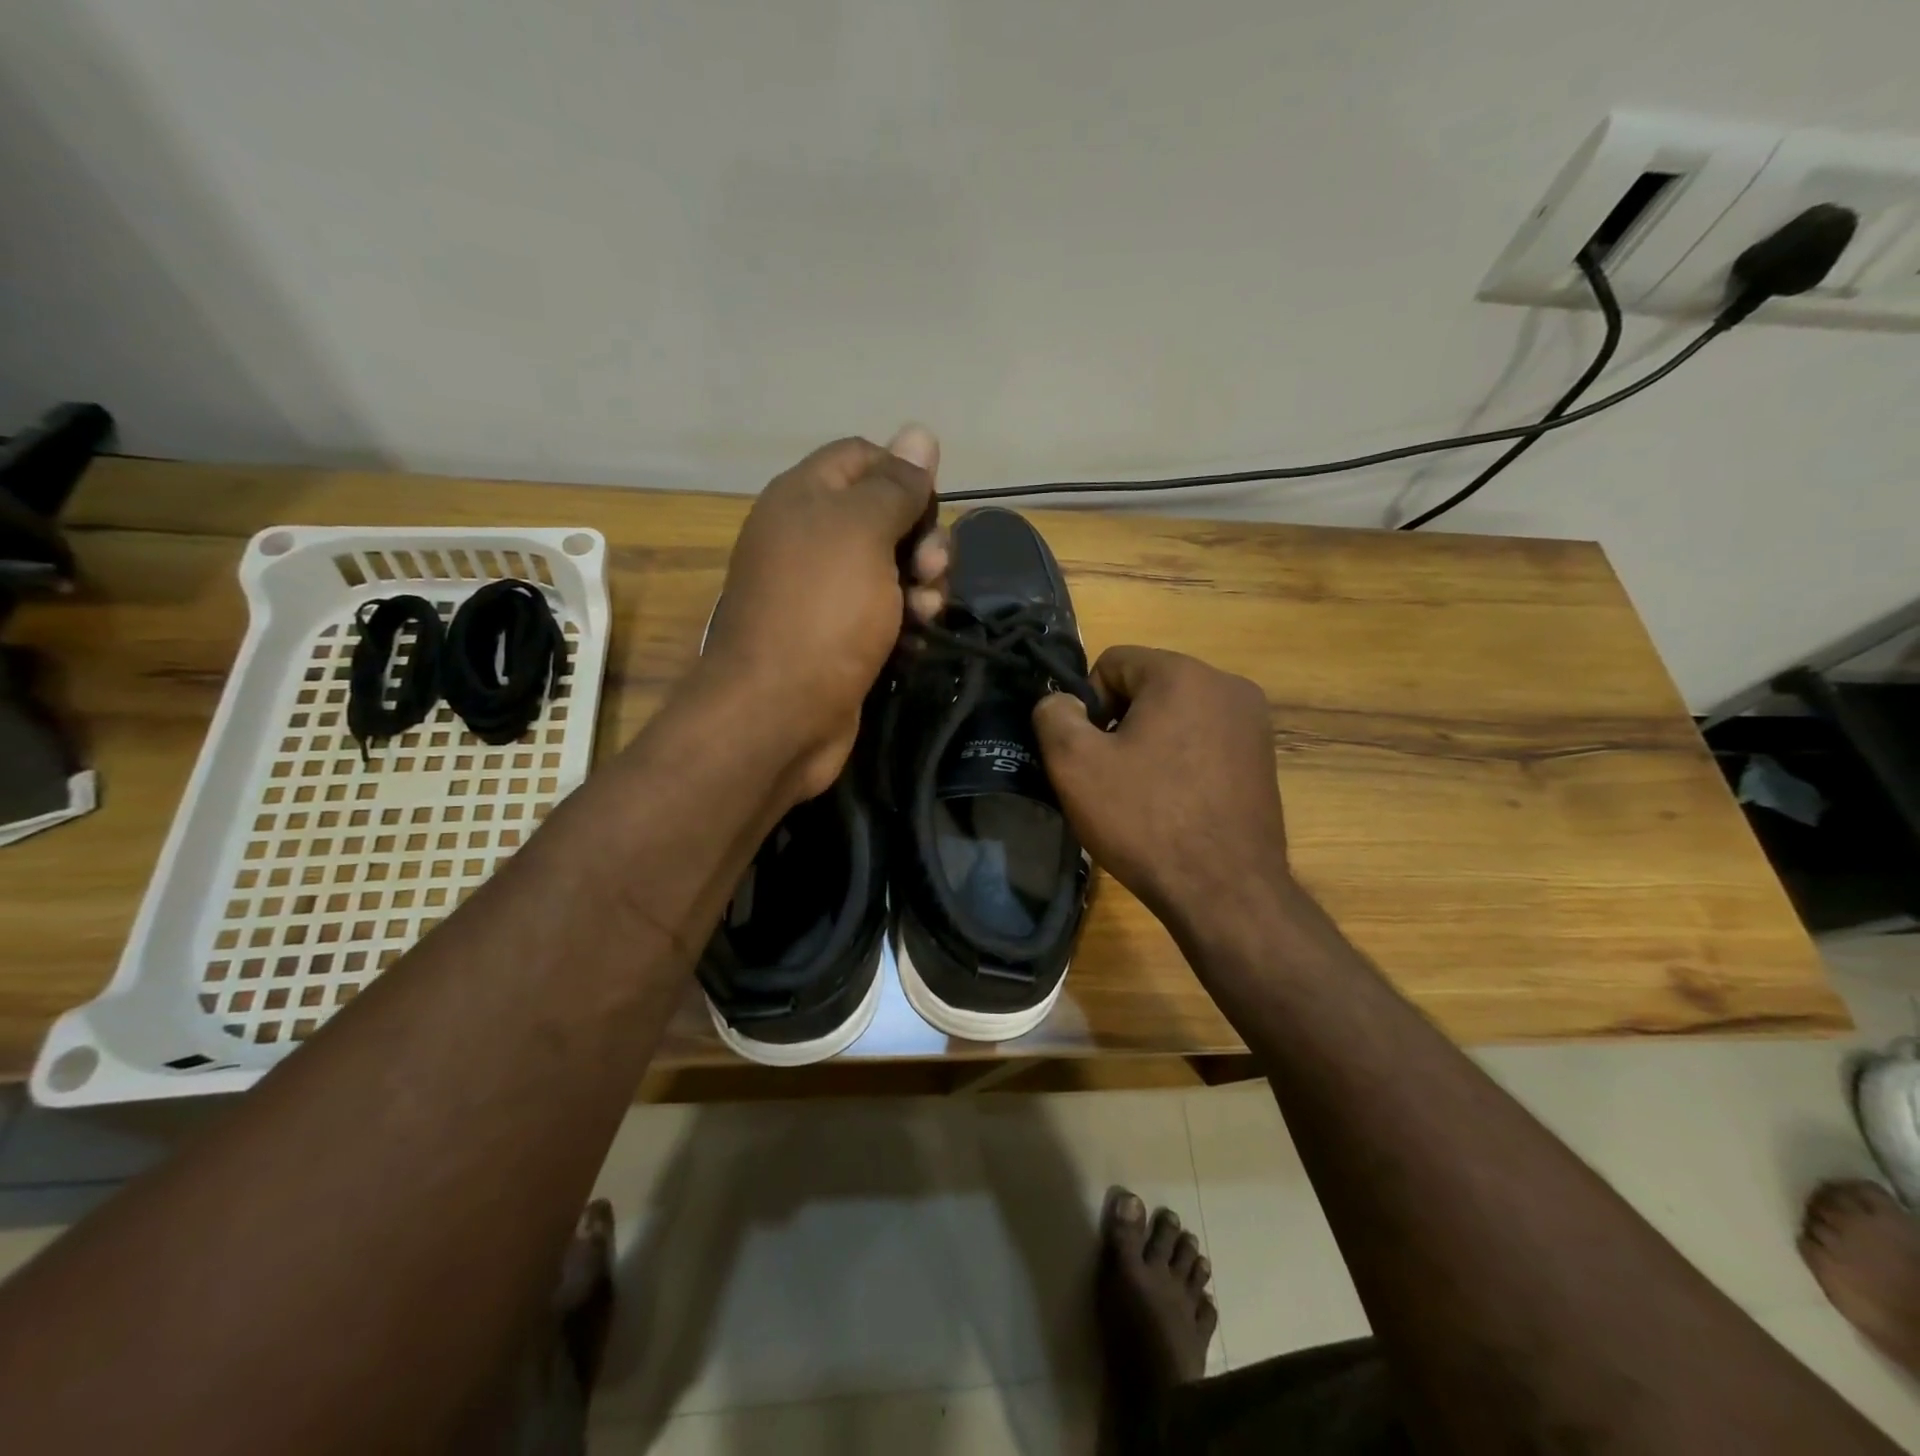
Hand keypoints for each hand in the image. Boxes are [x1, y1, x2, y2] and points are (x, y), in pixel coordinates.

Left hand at [699, 427, 948, 800]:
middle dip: (923, 538)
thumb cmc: (821, 613)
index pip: (863, 457)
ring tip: (927, 612)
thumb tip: (919, 432)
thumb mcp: (862, 533)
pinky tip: (918, 640)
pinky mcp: (840, 637)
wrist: (779, 714)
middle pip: (885, 515)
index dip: (903, 474)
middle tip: (932, 569)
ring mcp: (824, 593)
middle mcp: (810, 539)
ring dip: (923, 584)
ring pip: (893, 568)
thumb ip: (894, 485)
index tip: (929, 509)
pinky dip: (907, 621)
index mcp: (805, 498)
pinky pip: (886, 613)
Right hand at [1033, 646, 1290, 936]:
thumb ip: (1053, 714)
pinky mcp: (1264, 758)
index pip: (1113, 662)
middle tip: (1111, 777)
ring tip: (1144, 795)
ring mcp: (1254, 723)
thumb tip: (1061, 701)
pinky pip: (1205, 741)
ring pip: (1177, 715)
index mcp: (1183, 673)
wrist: (1225, 891)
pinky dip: (1182, 762)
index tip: (1089, 753)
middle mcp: (1227, 685)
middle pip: (1148, 687)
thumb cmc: (1145, 820)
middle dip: (1121, 723)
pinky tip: (1176, 805)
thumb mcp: (1075, 764)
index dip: (1087, 705)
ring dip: (1151, 743)